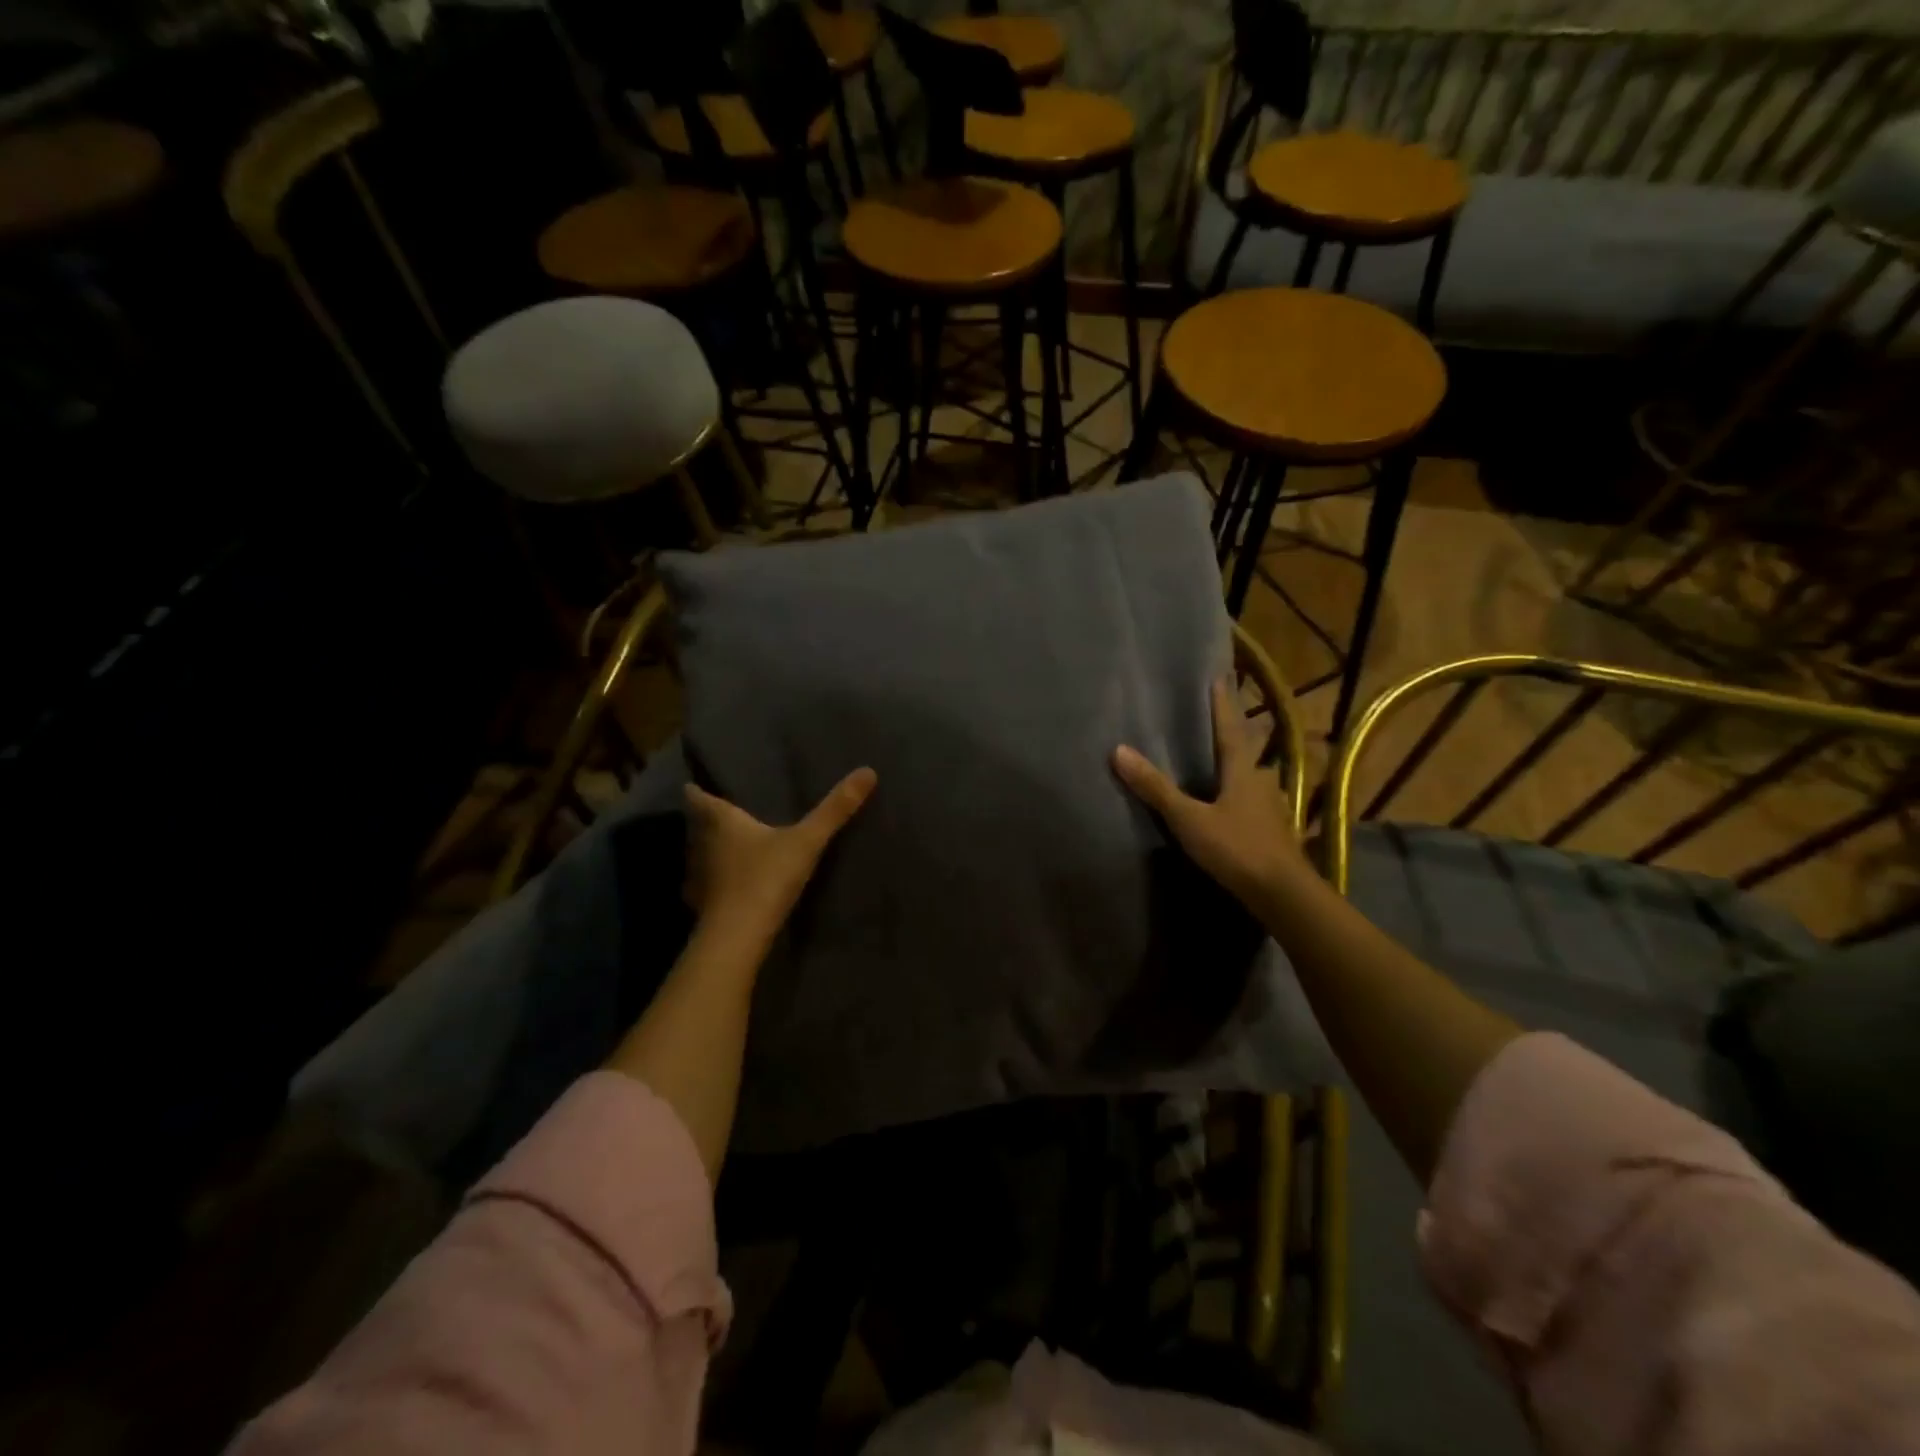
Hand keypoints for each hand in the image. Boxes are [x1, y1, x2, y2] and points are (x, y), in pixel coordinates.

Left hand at [684, 768, 877, 937]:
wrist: (738, 936)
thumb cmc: (766, 877)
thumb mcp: (807, 841)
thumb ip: (834, 810)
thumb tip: (868, 771)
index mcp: (721, 822)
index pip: (698, 798)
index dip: (697, 790)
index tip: (697, 783)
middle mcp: (702, 845)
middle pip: (697, 826)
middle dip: (706, 819)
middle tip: (724, 812)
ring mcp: (699, 878)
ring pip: (699, 856)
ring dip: (709, 850)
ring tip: (729, 846)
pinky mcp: (703, 906)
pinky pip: (707, 886)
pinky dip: (715, 882)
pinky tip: (731, 886)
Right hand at [1112, 679, 1306, 906]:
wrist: (1283, 894)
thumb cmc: (1236, 848)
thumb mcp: (1188, 818)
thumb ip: (1156, 788)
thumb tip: (1119, 750)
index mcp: (1243, 771)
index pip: (1230, 729)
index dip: (1223, 705)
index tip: (1220, 677)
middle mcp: (1262, 782)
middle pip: (1246, 751)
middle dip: (1233, 734)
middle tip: (1217, 720)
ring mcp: (1272, 809)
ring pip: (1252, 778)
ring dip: (1238, 767)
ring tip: (1220, 762)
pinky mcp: (1274, 833)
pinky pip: (1254, 803)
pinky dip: (1240, 796)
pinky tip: (1232, 806)